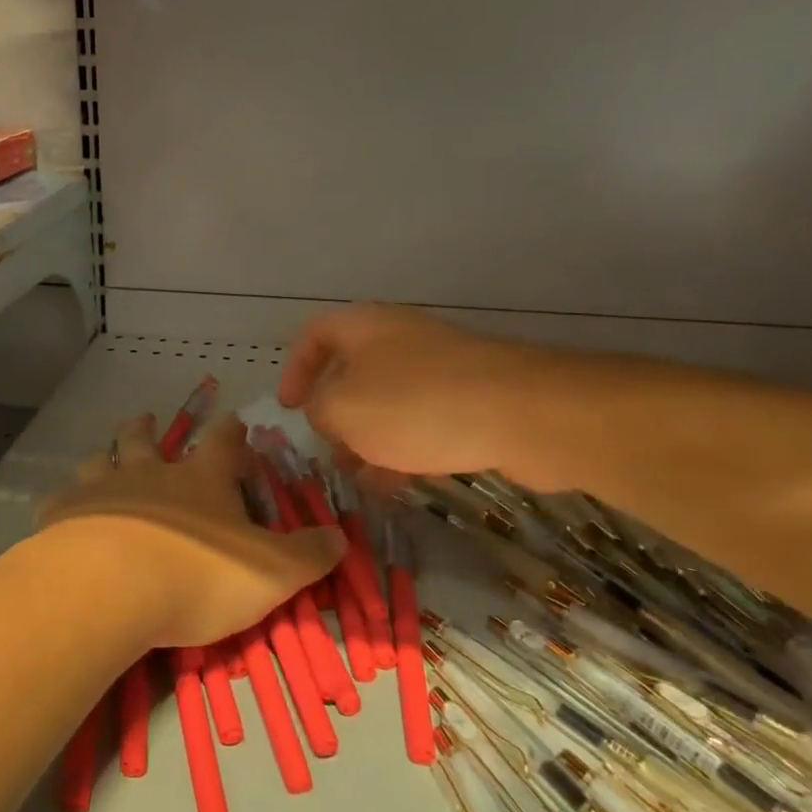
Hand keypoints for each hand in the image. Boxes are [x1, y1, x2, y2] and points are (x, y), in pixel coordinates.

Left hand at [38, 413, 344, 649]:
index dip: (231, 432)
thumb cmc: (199, 575)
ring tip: (105, 456)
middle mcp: (149, 472)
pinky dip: (64, 501)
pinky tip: (61, 509)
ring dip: (106, 455)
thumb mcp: (272, 572)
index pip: (222, 442)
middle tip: (148, 420)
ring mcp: (102, 489)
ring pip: (101, 459)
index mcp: (200, 479)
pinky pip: (60, 499)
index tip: (234, 421)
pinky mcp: (63, 514)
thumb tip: (341, 536)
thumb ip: (308, 554)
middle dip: (149, 428)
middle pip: (146, 438)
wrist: (113, 587)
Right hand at [278, 304, 560, 490]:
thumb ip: (319, 411)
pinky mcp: (471, 398)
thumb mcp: (344, 409)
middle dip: (334, 412)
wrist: (522, 413)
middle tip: (326, 449)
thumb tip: (325, 413)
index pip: (314, 335)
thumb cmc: (415, 403)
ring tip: (357, 477)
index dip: (294, 369)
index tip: (288, 408)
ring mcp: (439, 368)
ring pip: (388, 401)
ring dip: (367, 437)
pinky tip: (395, 485)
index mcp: (364, 327)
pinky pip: (423, 421)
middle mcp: (399, 339)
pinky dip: (403, 448)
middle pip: (352, 370)